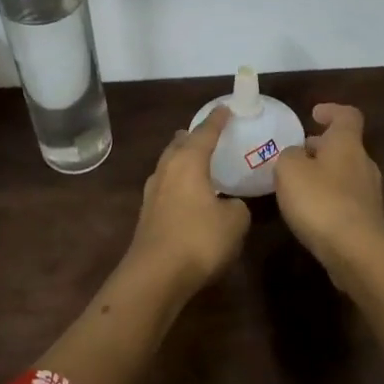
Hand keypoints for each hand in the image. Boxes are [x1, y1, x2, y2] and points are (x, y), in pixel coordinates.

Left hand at [122, 107, 250, 292]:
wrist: (155, 275)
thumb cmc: (199, 240)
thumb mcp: (235, 222)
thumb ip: (237, 207)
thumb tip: (229, 205)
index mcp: (188, 162)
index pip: (205, 133)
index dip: (218, 120)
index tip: (226, 108)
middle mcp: (166, 170)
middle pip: (179, 144)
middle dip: (193, 137)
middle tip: (208, 134)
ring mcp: (152, 192)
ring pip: (169, 165)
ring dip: (182, 159)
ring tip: (197, 160)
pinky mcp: (147, 214)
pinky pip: (166, 186)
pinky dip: (178, 181)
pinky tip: (187, 194)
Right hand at [273, 103, 383, 272]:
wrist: (356, 253)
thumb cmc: (321, 201)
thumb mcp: (289, 170)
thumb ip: (288, 155)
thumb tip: (295, 155)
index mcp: (347, 144)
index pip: (347, 116)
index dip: (331, 111)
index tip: (313, 114)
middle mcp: (363, 164)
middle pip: (344, 146)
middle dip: (320, 147)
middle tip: (295, 154)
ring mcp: (369, 194)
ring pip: (344, 173)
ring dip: (322, 174)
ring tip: (296, 185)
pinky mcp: (367, 220)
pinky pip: (345, 199)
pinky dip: (327, 198)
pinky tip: (309, 212)